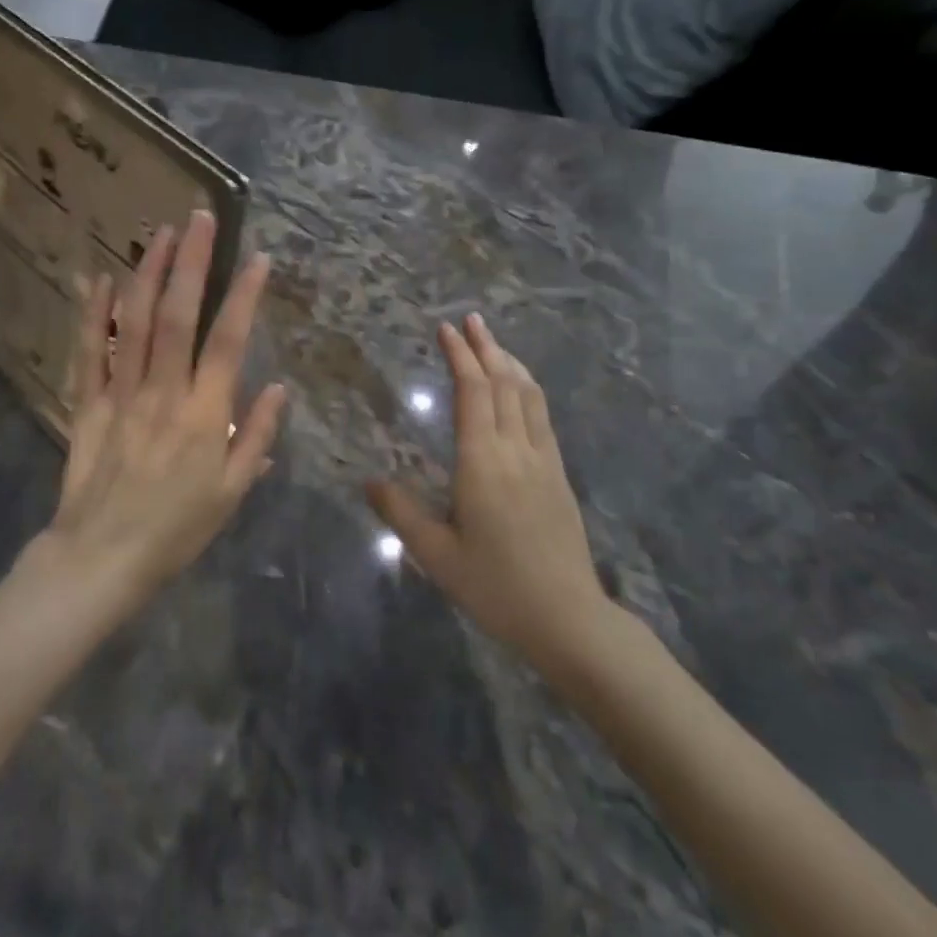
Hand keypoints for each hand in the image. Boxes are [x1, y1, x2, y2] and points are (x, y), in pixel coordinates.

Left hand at [41, 210, 286, 603]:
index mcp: (204, 414)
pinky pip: (90, 351)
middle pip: (177, 316)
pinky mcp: (88, 403)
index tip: (258, 257)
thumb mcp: (232, 493)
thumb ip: (255, 436)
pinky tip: (100, 278)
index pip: (229, 341)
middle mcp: (163, 392)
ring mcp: (121, 394)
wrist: (102, 558)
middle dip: (190, 262)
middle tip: (198, 218)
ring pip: (133, 322)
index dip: (244, 295)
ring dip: (146, 273)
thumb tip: (278, 387)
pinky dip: (94, 313)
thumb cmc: (176, 528)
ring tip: (159, 233)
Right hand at [368, 315, 611, 674]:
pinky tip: (522, 389)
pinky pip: (543, 416)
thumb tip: (369, 482)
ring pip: (529, 395)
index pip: (473, 393)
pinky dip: (529, 389)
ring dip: (510, 362)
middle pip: (503, 383)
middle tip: (470, 318)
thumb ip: (401, 513)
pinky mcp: (559, 474)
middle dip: (485, 347)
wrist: (567, 618)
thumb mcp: (436, 556)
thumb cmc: (495, 587)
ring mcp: (543, 460)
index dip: (460, 357)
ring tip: (493, 342)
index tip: (446, 329)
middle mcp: (515, 450)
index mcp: (482, 462)